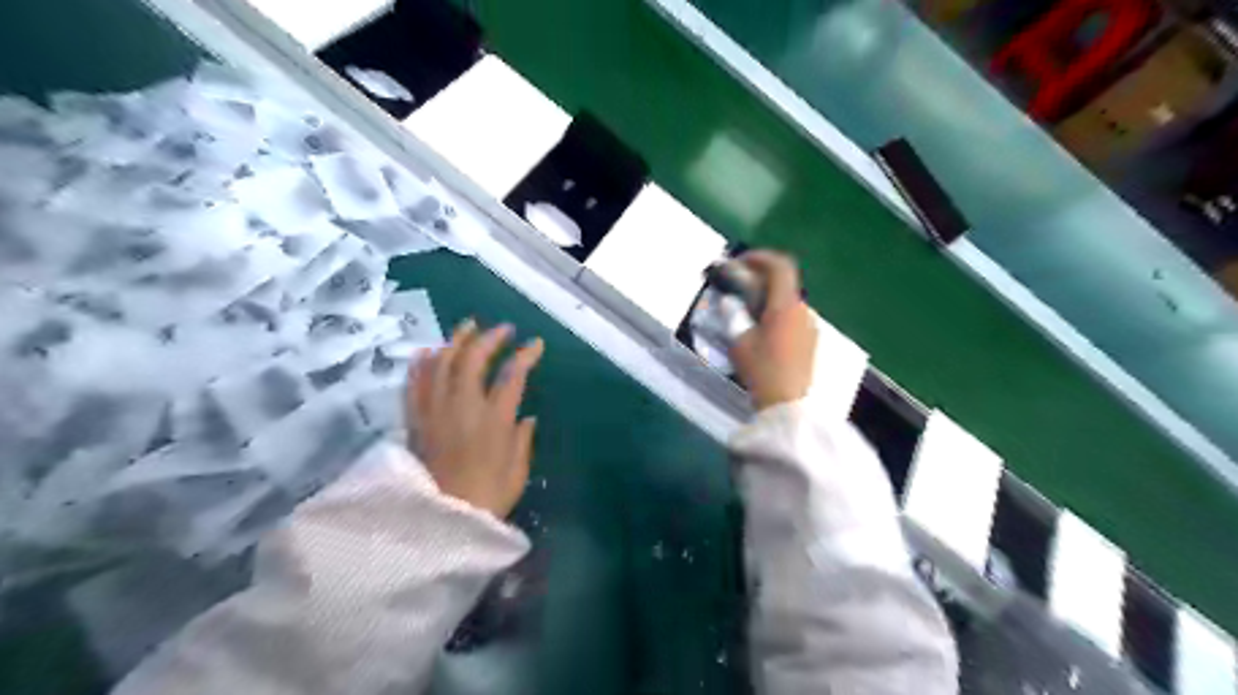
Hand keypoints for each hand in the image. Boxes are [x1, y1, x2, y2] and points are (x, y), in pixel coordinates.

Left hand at [410, 320, 541, 516]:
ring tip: (468, 327)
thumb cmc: (487, 498)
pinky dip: (421, 364)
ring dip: (456, 341)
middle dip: (490, 339)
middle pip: (473, 360)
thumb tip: (527, 417)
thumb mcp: (517, 471)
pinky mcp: (416, 421)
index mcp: (494, 420)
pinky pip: (415, 384)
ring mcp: (435, 412)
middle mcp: (463, 408)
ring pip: (442, 364)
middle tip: (503, 330)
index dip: (526, 355)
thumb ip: (522, 439)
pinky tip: (428, 351)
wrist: (441, 521)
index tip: (536, 343)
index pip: (512, 375)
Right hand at [727, 249, 819, 408]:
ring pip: (788, 299)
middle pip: (785, 282)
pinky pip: (792, 316)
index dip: (760, 258)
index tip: (741, 262)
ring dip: (769, 295)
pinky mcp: (810, 341)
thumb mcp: (740, 343)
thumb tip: (730, 302)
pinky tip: (761, 329)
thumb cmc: (762, 370)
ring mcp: (809, 326)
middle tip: (739, 285)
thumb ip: (734, 316)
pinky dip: (776, 311)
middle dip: (761, 277)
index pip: (779, 266)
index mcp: (786, 306)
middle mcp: (802, 310)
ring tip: (746, 309)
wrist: (789, 405)